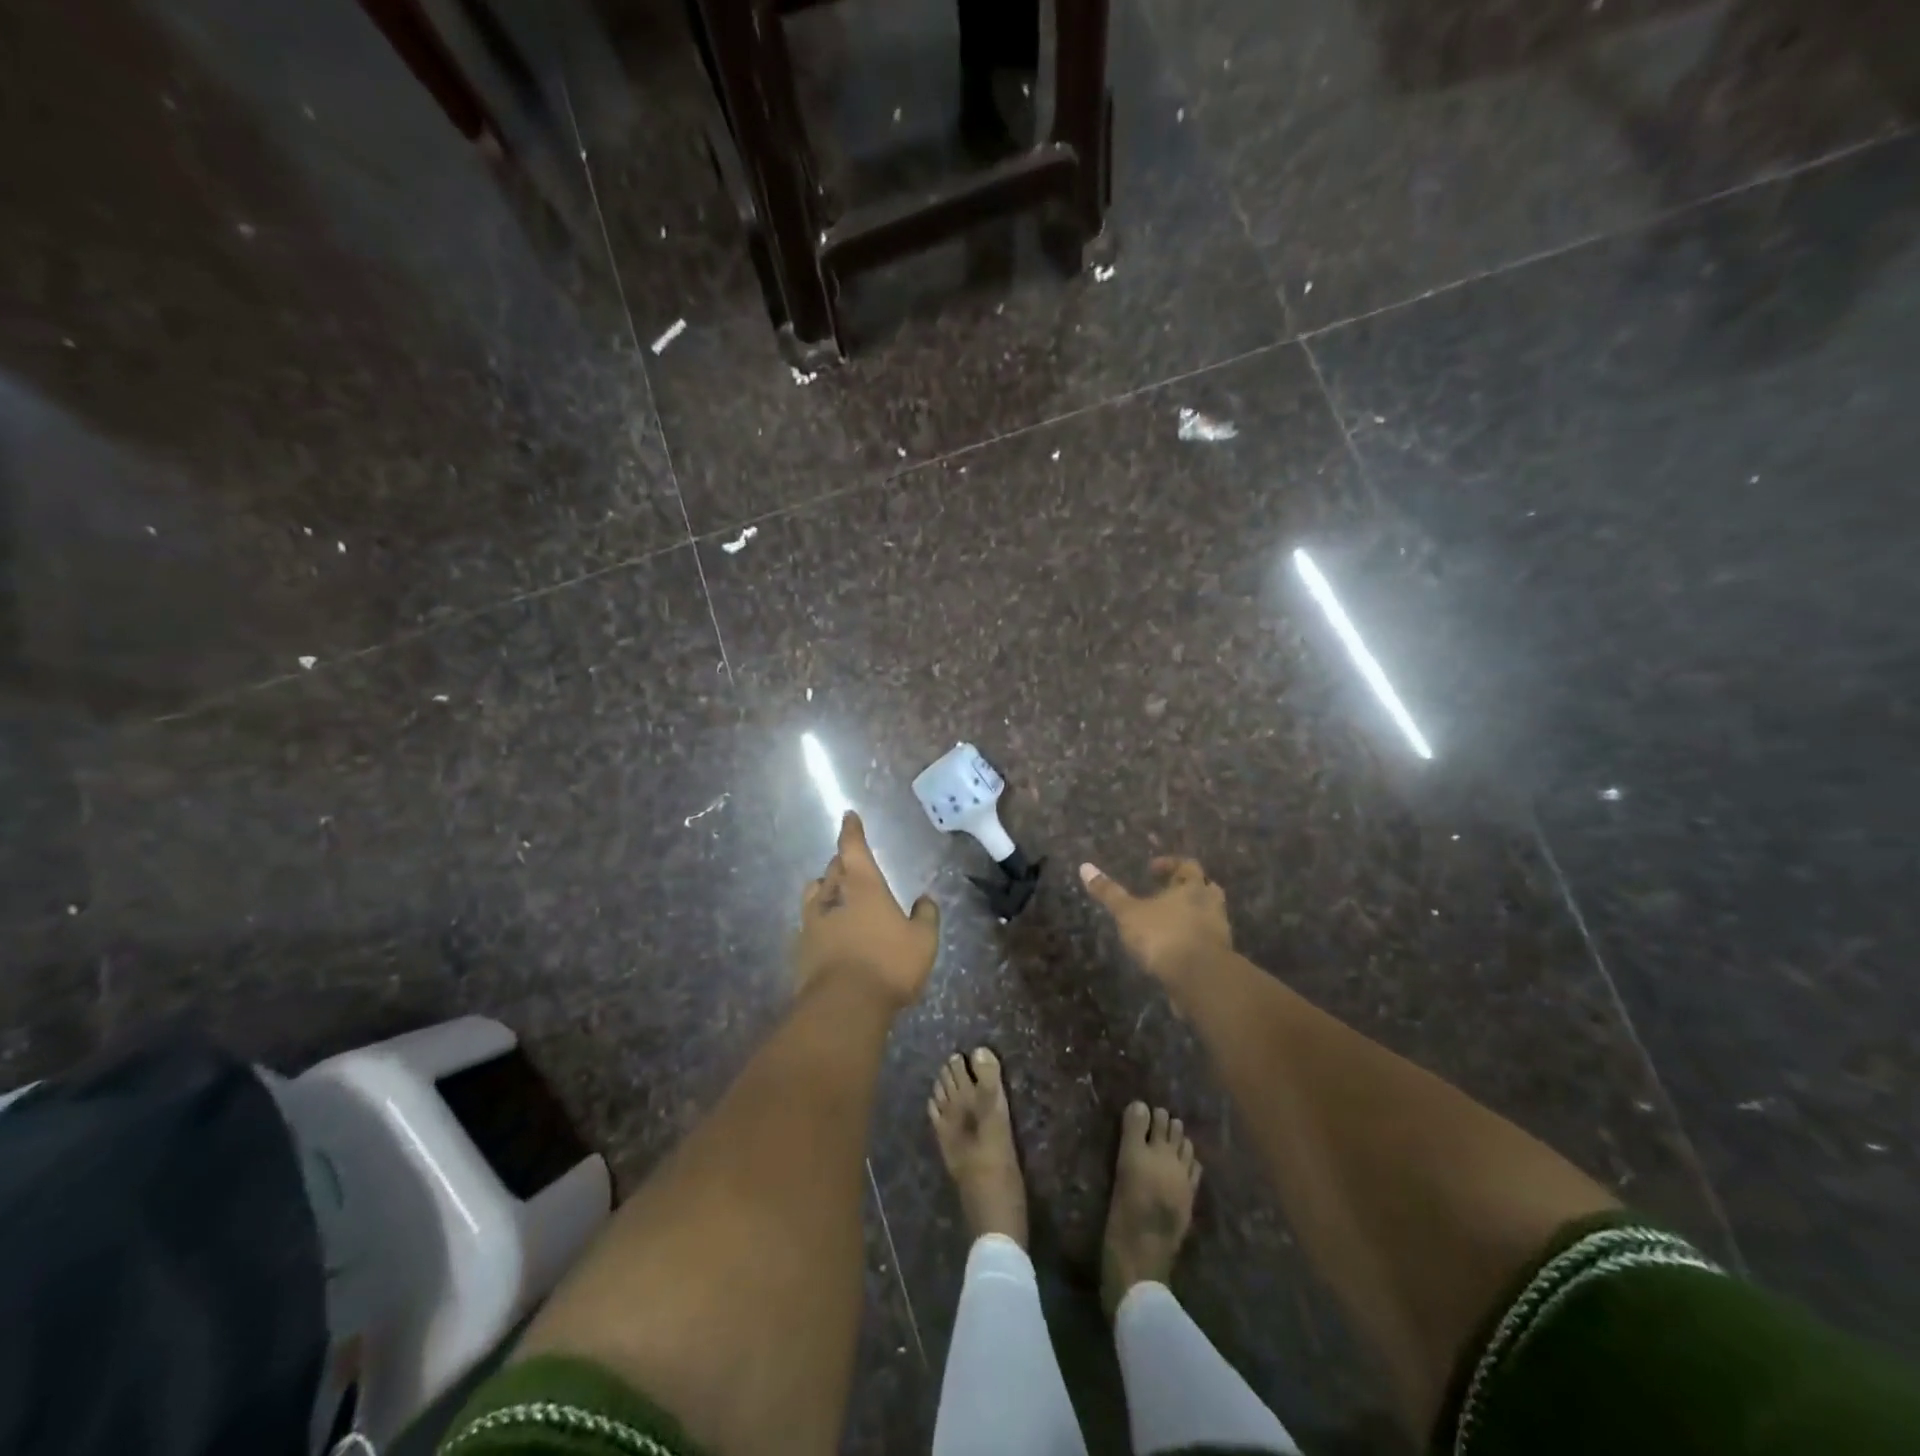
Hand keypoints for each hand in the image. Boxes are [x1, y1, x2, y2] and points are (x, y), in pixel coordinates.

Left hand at [796, 812, 940, 1009]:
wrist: (843, 1007)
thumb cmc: (888, 964)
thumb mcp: (922, 941)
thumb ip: (926, 916)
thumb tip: (926, 899)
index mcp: (863, 886)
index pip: (853, 848)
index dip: (851, 830)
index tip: (848, 816)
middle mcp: (833, 897)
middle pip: (833, 869)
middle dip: (842, 862)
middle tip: (850, 863)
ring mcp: (812, 923)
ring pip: (814, 893)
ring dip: (825, 887)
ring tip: (835, 893)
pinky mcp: (801, 949)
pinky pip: (809, 923)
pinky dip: (819, 920)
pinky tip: (828, 931)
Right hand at [1079, 856, 1232, 989]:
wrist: (1200, 979)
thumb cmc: (1163, 936)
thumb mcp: (1128, 913)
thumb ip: (1109, 892)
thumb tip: (1084, 867)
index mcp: (1193, 887)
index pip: (1187, 865)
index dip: (1170, 864)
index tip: (1151, 869)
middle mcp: (1211, 905)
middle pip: (1206, 888)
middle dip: (1188, 888)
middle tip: (1167, 892)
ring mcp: (1219, 932)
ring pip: (1209, 915)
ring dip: (1192, 915)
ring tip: (1169, 922)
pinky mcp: (1220, 958)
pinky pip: (1208, 941)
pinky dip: (1194, 940)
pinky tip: (1175, 949)